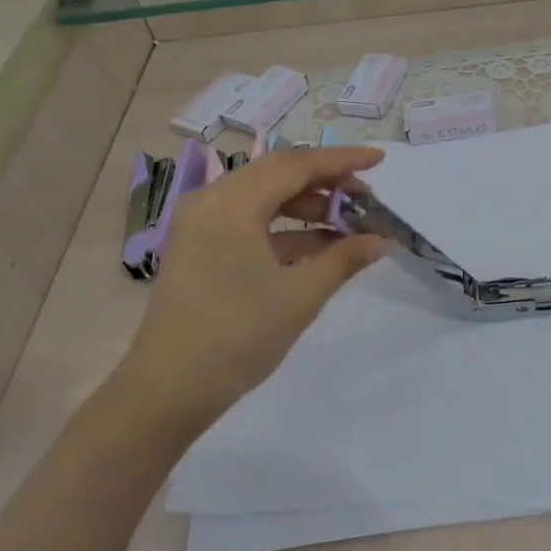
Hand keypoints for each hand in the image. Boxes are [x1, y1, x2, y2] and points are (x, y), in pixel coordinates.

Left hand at [112, 147, 388, 433]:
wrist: (167, 390)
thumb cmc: (237, 336)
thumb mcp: (300, 296)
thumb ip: (344, 259)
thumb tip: (382, 240)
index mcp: (233, 203)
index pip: (297, 165)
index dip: (342, 161)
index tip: (380, 159)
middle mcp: (212, 200)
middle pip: (278, 174)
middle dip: (326, 182)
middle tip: (366, 198)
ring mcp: (201, 223)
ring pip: (263, 196)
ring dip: (306, 206)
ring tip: (348, 225)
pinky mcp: (199, 247)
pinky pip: (248, 221)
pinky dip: (283, 228)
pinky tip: (318, 247)